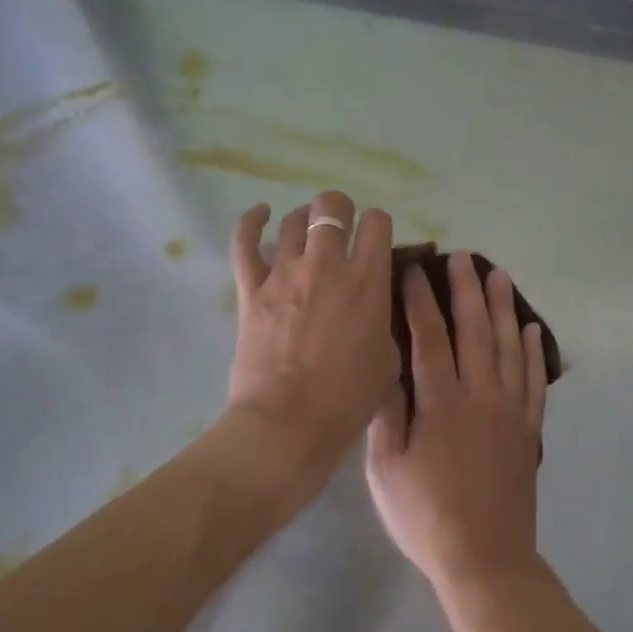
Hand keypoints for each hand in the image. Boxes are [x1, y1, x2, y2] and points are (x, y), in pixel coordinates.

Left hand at [228, 192, 396, 479]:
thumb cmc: (347, 400)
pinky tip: (261, 214)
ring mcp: (284, 273)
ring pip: (293, 219)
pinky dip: (252, 222)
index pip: (377, 223)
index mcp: (368, 281)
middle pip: (332, 206)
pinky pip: (244, 242)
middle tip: (342, 232)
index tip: (376, 243)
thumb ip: (383, 318)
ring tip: (308, 232)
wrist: (288, 425)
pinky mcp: (251, 289)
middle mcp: (327, 265)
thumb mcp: (388, 358)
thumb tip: (373, 304)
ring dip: (305, 220)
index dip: (378, 227)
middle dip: (341, 211)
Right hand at [366, 254, 548, 595]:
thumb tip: (384, 368)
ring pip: (508, 346)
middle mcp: (481, 395)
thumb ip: (386, 416)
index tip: (414, 270)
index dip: (420, 301)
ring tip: (498, 275)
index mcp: (442, 403)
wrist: (485, 558)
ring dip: (503, 307)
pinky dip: (532, 351)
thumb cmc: (426, 516)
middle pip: (475, 330)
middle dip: (467, 290)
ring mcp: (511, 410)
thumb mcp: (386, 471)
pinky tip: (530, 328)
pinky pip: (533, 379)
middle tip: (462, 256)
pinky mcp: (529, 428)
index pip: (430, 338)